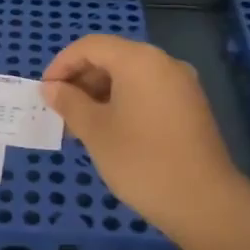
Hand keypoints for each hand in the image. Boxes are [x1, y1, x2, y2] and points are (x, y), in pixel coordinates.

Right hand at [42, 35, 249, 247]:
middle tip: (61, 111)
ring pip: (130, 76)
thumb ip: (69, 102)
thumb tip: (51, 88)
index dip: (62, 64)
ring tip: (81, 126)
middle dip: (81, 80)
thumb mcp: (95, 131)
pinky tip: (111, 131)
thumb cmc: (141, 161)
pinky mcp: (191, 106)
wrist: (205, 203)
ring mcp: (182, 84)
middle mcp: (163, 62)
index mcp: (139, 60)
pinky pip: (148, 91)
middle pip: (112, 57)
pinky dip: (124, 102)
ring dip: (101, 93)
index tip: (45, 92)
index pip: (90, 46)